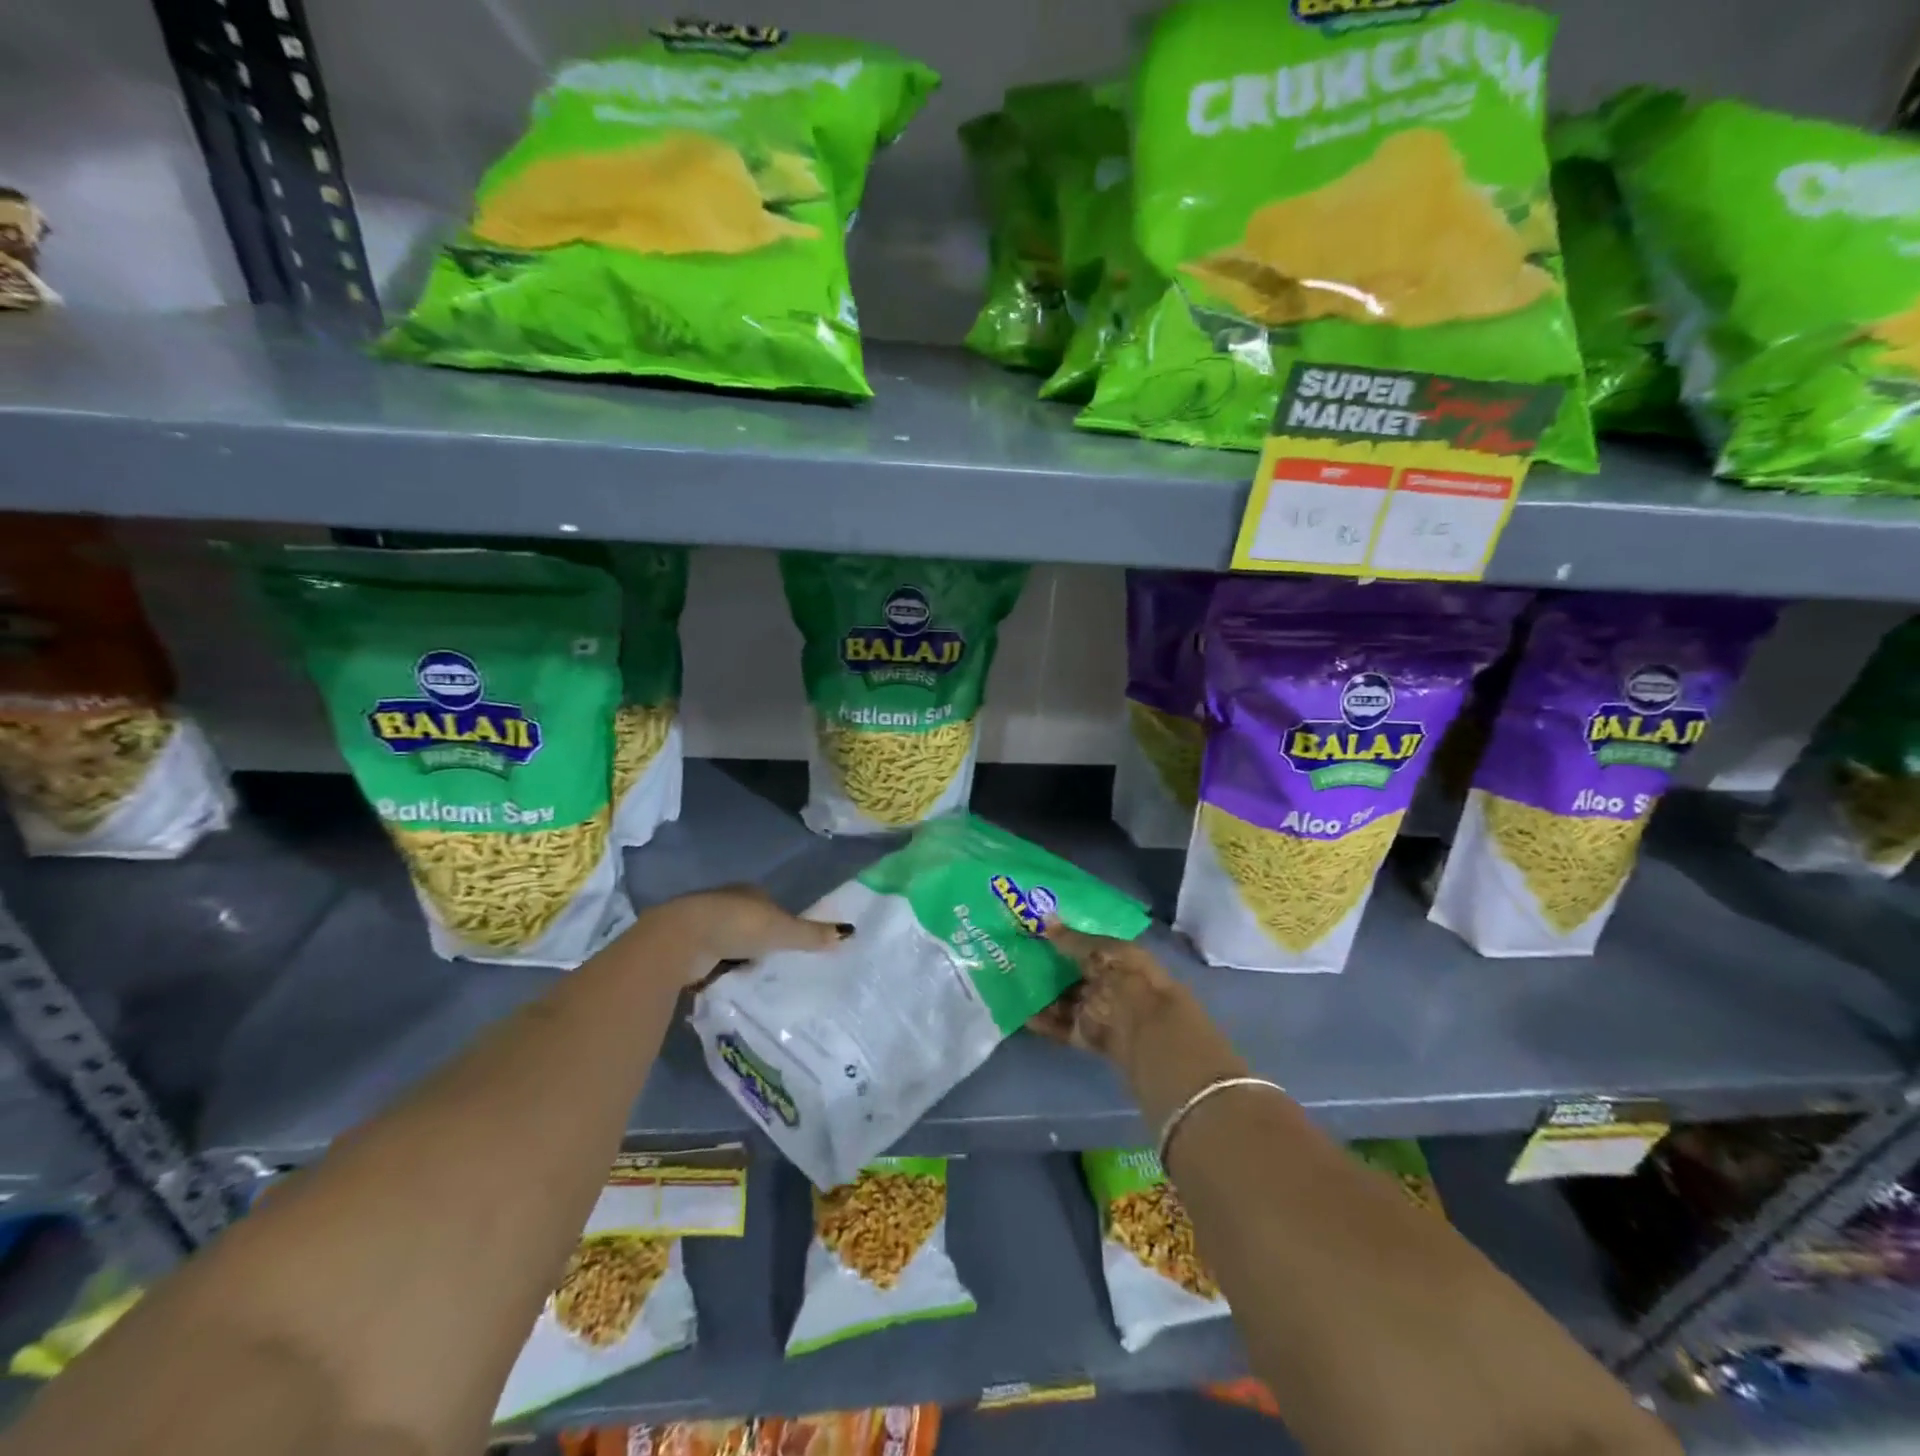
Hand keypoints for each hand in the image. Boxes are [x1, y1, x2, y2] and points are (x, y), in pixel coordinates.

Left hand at [652, 885, 851, 983]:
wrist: (680, 940)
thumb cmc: (736, 926)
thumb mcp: (782, 930)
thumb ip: (812, 935)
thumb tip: (851, 933)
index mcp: (749, 892)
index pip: (770, 905)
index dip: (781, 922)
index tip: (790, 943)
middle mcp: (725, 903)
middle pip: (749, 924)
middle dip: (759, 942)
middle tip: (776, 966)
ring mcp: (703, 926)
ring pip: (729, 943)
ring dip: (737, 958)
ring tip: (754, 980)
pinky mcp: (686, 948)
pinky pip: (710, 962)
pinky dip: (718, 972)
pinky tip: (728, 986)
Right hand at [1028, 921, 1184, 1066]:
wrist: (1146, 1028)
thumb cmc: (1128, 978)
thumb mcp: (1101, 950)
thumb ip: (1071, 939)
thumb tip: (1044, 920)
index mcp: (1118, 958)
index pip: (1087, 946)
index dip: (1064, 939)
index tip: (1036, 930)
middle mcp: (1107, 983)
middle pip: (1073, 974)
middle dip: (1048, 966)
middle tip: (1016, 953)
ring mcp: (1096, 1010)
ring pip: (1064, 1000)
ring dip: (1042, 993)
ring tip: (1011, 981)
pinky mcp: (1086, 1036)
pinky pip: (1060, 1026)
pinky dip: (1043, 1022)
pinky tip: (1021, 1012)